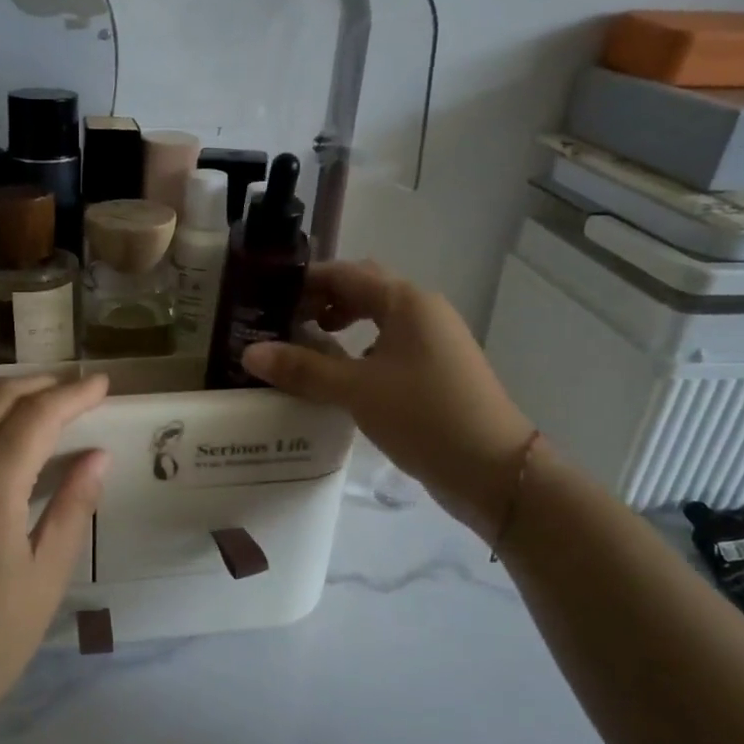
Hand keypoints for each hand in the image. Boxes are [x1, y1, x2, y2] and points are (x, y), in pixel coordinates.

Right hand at [241, 261, 534, 533]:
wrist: (494, 470)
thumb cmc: (424, 416)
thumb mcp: (356, 391)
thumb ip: (302, 369)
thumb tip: (249, 353)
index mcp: (406, 302)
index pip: (344, 274)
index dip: (304, 281)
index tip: (266, 297)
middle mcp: (422, 311)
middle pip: (362, 290)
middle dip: (321, 300)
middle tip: (282, 320)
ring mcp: (432, 341)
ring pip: (377, 318)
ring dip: (340, 323)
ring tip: (304, 344)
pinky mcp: (435, 369)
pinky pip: (388, 344)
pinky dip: (359, 348)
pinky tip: (339, 374)